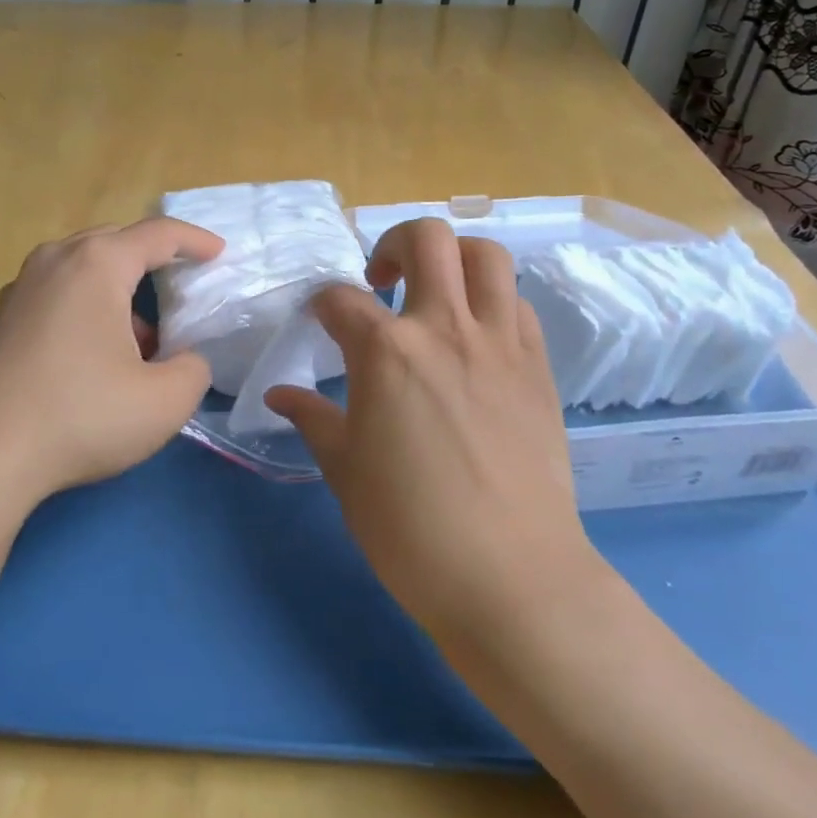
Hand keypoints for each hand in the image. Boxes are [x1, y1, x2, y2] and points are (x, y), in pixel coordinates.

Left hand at [0, 218, 223, 539]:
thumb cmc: (77, 416)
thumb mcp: (163, 402)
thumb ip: (193, 370)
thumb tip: (184, 360)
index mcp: (97, 264)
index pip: (158, 234)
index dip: (195, 241)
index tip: (218, 253)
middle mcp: (54, 262)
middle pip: (115, 244)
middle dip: (153, 262)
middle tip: (180, 289)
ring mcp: (17, 290)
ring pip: (82, 272)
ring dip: (118, 293)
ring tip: (141, 341)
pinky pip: (55, 297)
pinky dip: (85, 311)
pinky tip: (92, 359)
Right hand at [264, 218, 601, 647]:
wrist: (512, 578)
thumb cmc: (410, 528)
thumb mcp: (345, 470)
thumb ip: (312, 419)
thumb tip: (279, 396)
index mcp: (386, 351)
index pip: (340, 299)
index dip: (322, 305)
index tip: (320, 321)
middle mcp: (443, 328)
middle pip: (426, 240)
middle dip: (393, 243)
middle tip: (382, 279)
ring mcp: (499, 343)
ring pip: (486, 256)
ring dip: (454, 258)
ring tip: (436, 290)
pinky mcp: (537, 366)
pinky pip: (518, 305)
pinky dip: (492, 302)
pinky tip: (475, 337)